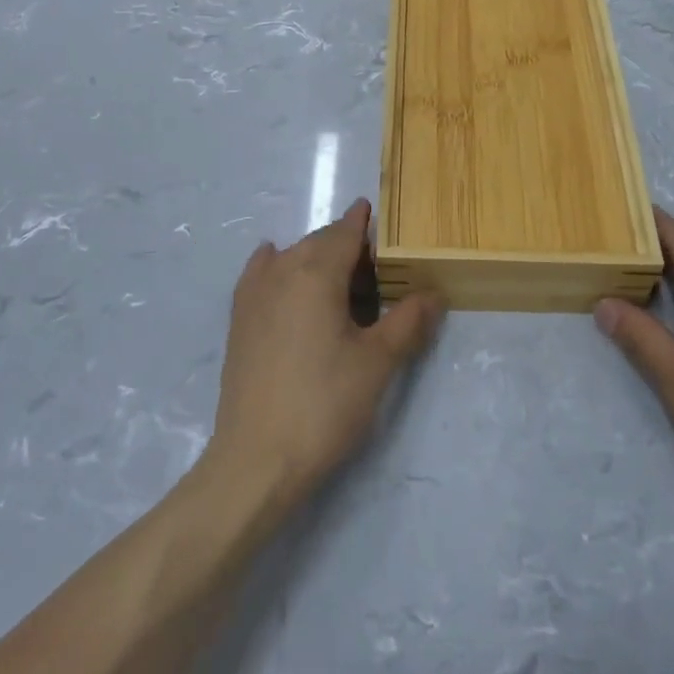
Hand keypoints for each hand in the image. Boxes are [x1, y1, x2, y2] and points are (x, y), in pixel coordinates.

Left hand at [203, 199, 443, 509]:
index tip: (381, 214)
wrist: (256, 458)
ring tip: (341, 279)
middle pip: (318, 242)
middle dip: (346, 244)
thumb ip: (408, 321)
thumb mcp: (377, 363)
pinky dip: (277, 264)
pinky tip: (278, 264)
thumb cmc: (324, 405)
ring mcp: (254, 293)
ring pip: (291, 256)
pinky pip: (261, 272)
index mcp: (316, 272)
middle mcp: (281, 270)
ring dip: (316, 256)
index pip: (345, 232)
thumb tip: (434, 293)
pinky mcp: (239, 318)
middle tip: (377, 266)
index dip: (364, 221)